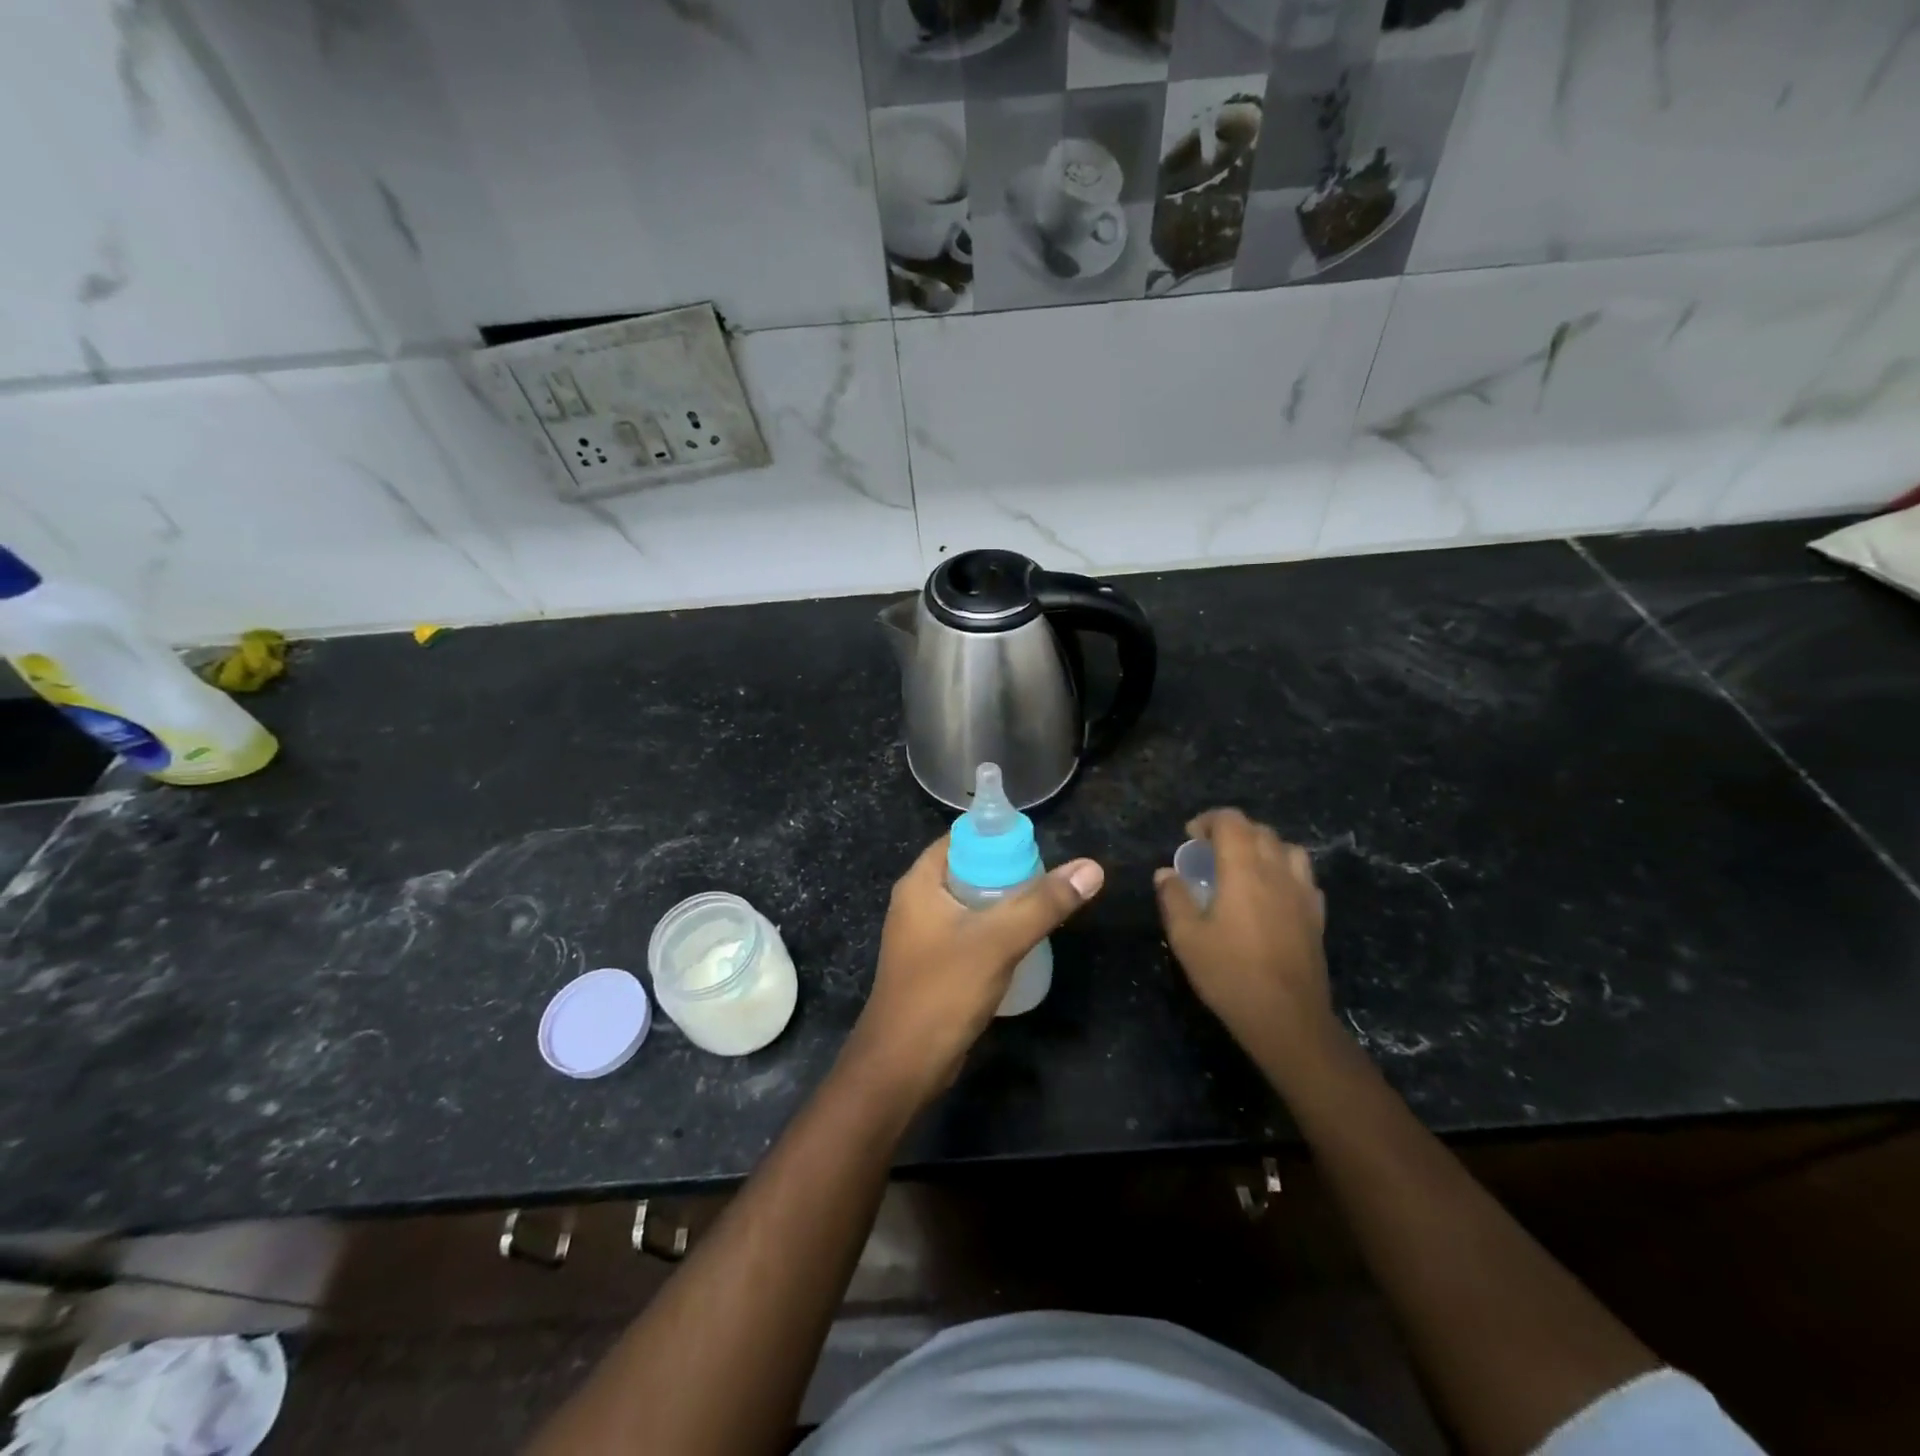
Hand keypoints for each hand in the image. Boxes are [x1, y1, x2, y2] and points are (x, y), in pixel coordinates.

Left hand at [846, 836, 1103, 1106]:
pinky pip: (969, 932)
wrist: (902, 1066)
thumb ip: (1043, 903)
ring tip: (1045, 908)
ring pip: (971, 903)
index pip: (962, 838)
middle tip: (1050, 879)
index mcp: (920, 882)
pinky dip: (995, 930)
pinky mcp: (934, 963)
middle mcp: (917, 901)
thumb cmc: (942, 991)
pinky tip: (1024, 942)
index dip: (999, 836)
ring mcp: (923, 934)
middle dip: (1009, 871)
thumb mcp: (997, 941)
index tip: (1039, 845)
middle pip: (969, 869)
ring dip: (1004, 903)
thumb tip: (1091, 867)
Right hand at [1155, 809, 1331, 1064]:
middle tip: (1211, 852)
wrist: (1286, 1018)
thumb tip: (1166, 873)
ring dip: (1264, 847)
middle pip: (1260, 830)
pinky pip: (1304, 876)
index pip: (1232, 821)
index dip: (1209, 820)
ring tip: (1245, 866)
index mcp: (1243, 870)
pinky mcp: (1316, 915)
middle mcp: (1277, 871)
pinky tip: (1272, 893)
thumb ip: (1174, 898)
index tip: (1191, 837)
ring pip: (1288, 849)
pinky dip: (1285, 872)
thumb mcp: (1186, 937)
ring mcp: (1302, 893)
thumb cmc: (1229, 973)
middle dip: (1233, 831)